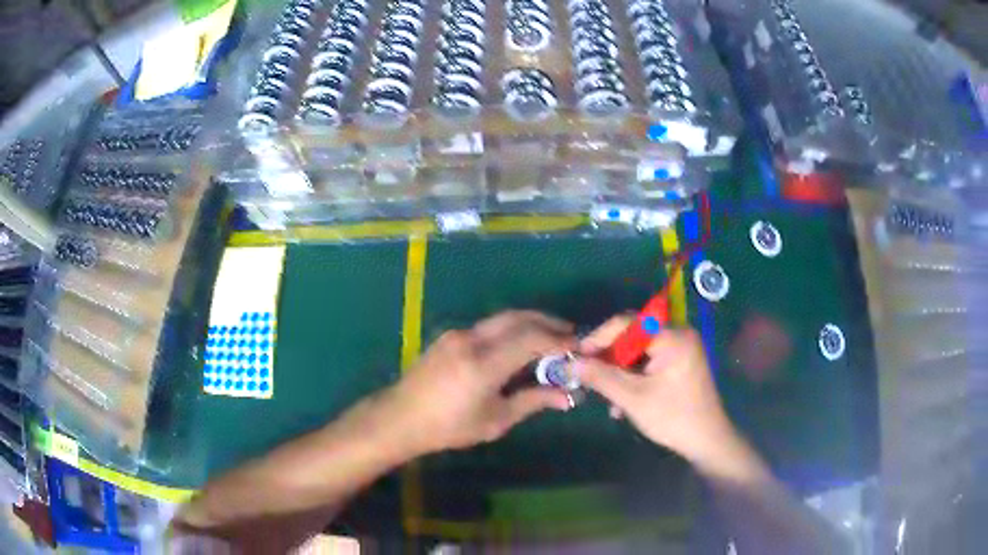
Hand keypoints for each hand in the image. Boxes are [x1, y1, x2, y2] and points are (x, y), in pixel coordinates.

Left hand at [381, 311, 574, 454]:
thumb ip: (533, 401)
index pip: (531, 339)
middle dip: (547, 322)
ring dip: (529, 323)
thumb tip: (568, 396)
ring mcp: (458, 334)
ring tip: (549, 338)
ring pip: (502, 318)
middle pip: (518, 318)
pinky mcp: (450, 336)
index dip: (558, 340)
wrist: (401, 417)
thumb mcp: (496, 420)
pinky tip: (518, 345)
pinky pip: (488, 326)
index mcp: (484, 363)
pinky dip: (510, 329)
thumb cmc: (449, 427)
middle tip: (569, 334)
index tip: (579, 346)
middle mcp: (472, 339)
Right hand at [577, 317, 738, 466]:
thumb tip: (572, 364)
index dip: (600, 337)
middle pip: (633, 338)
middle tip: (589, 377)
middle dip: (610, 359)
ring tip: (606, 396)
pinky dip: (634, 378)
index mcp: (672, 337)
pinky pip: (649, 363)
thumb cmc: (672, 417)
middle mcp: (678, 336)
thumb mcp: (632, 398)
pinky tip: (623, 403)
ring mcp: (681, 350)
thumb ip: (601, 377)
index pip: (628, 323)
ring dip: (620, 373)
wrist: (706, 441)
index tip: (578, 355)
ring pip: (639, 353)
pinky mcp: (680, 364)